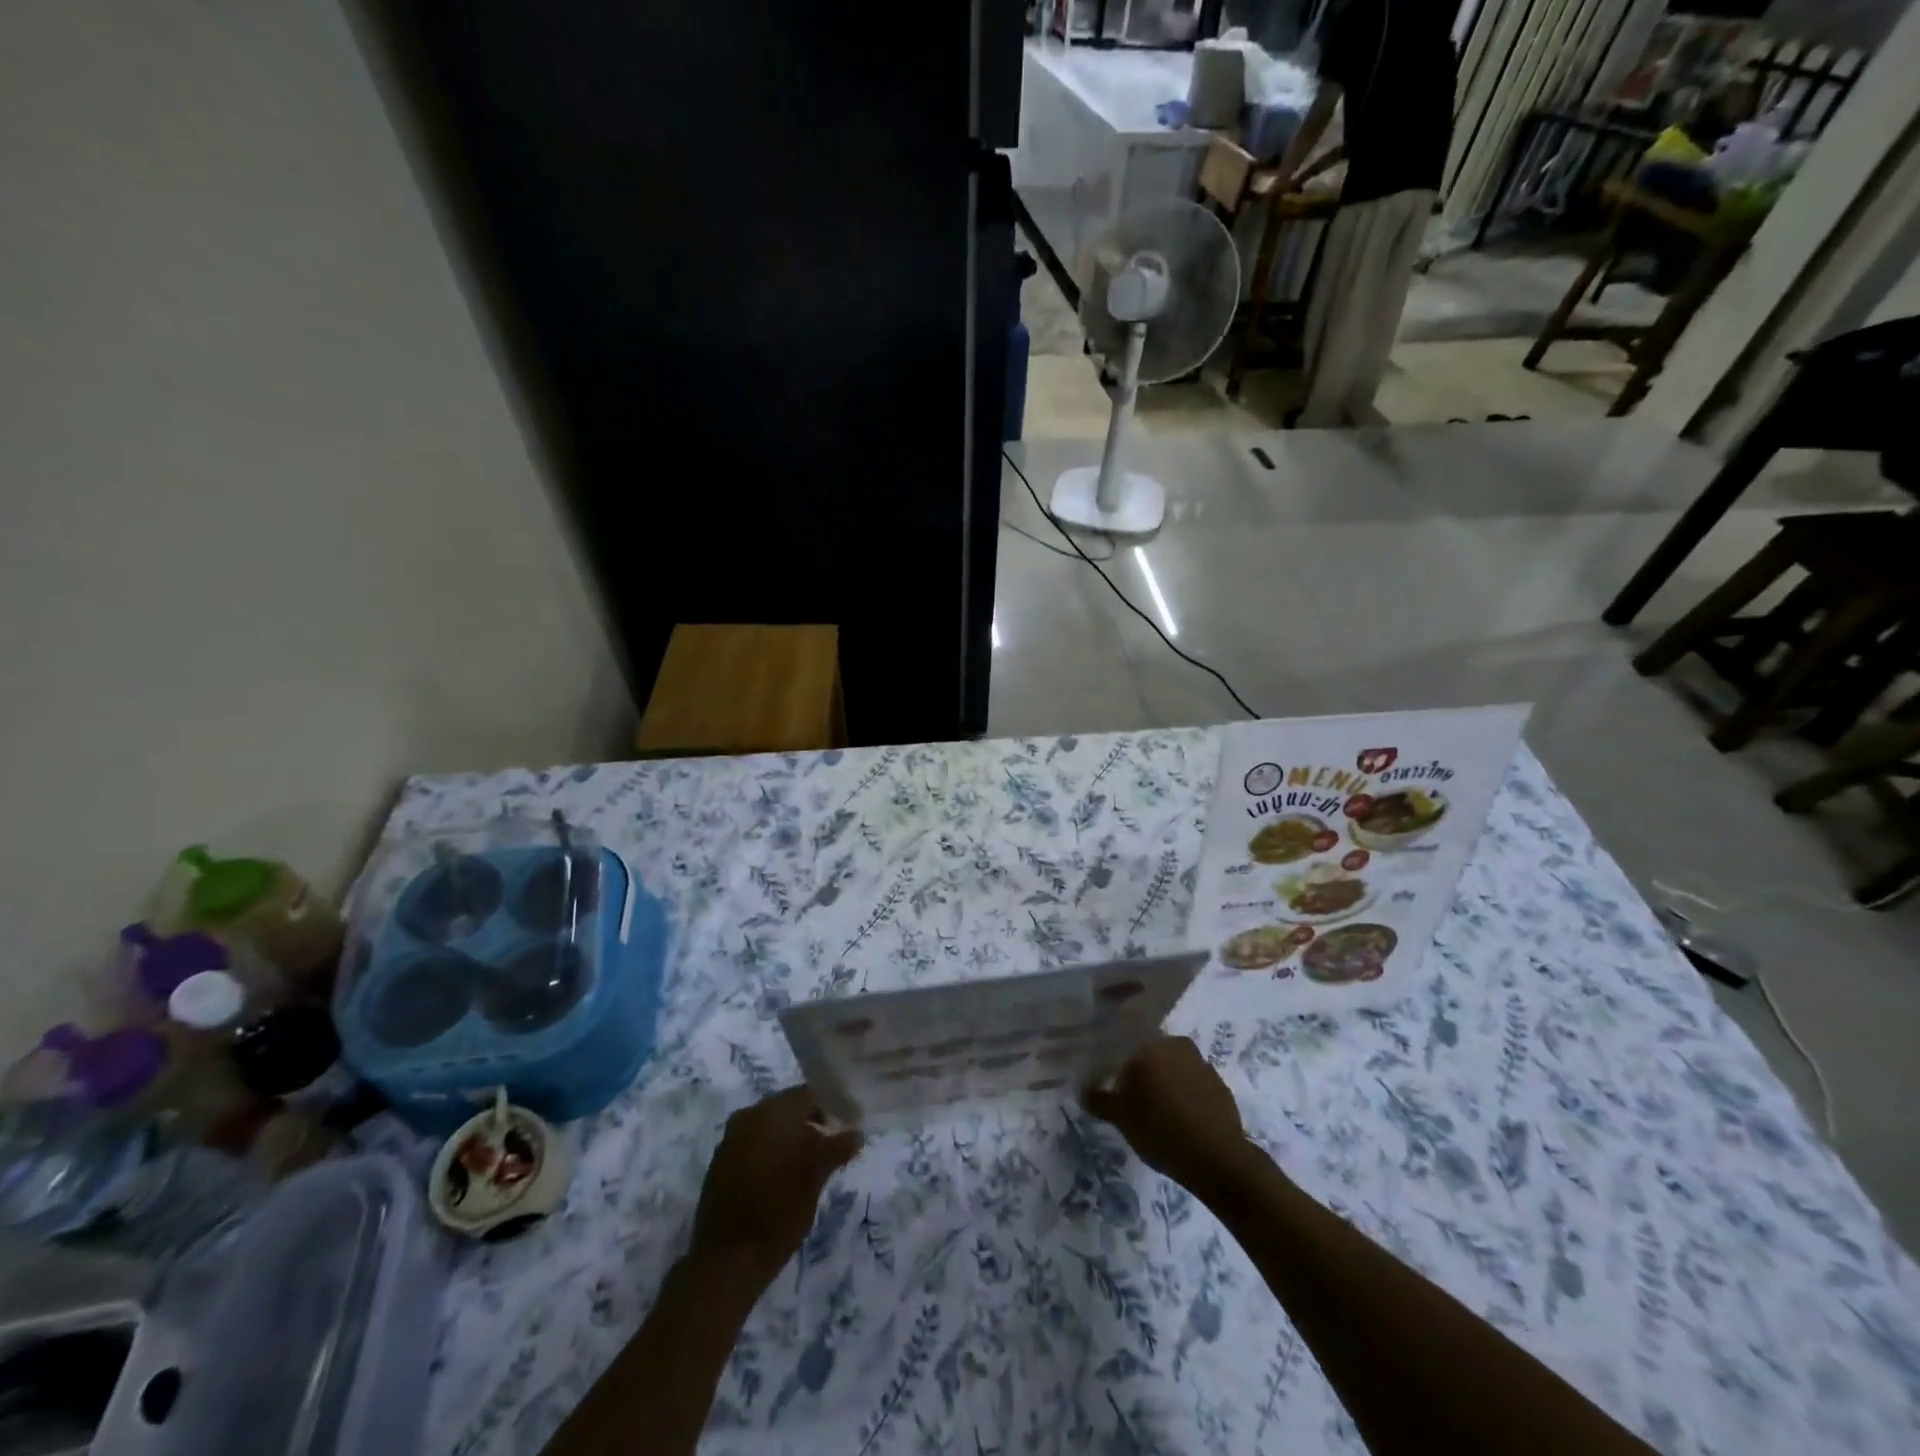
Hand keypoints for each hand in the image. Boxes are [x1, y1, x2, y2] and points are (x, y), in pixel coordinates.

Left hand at [691, 1086, 862, 1288]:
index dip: (832, 1104)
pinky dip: (773, 1150)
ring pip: (771, 1126)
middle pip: (788, 1107)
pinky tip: (786, 1174)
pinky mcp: (722, 1163)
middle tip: (834, 1142)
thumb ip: (837, 1147)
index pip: (809, 1094)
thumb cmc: (778, 1211)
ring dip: (792, 1137)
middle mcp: (749, 1116)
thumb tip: (857, 1133)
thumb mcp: (816, 1176)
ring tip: (813, 1161)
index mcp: (772, 1111)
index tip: (848, 1121)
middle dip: (812, 1121)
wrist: (727, 1261)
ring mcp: (731, 1139)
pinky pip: (755, 1143)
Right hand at [1085, 1036, 1255, 1198]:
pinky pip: (1195, 1084)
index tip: (1115, 1083)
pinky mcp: (1221, 1085)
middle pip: (1152, 1053)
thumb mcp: (1120, 1118)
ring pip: (1175, 1067)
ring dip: (1167, 1082)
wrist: (1217, 1158)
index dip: (1119, 1064)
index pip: (1126, 1044)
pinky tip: (1182, 1119)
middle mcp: (1176, 1045)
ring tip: (1159, 1111)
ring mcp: (1202, 1064)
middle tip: (1135, 1098)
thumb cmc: (1160, 1130)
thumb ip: (1099, 1100)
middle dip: (1144, 1071)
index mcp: (1149, 1046)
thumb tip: (1082, 1091)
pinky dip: (1187, 1095)